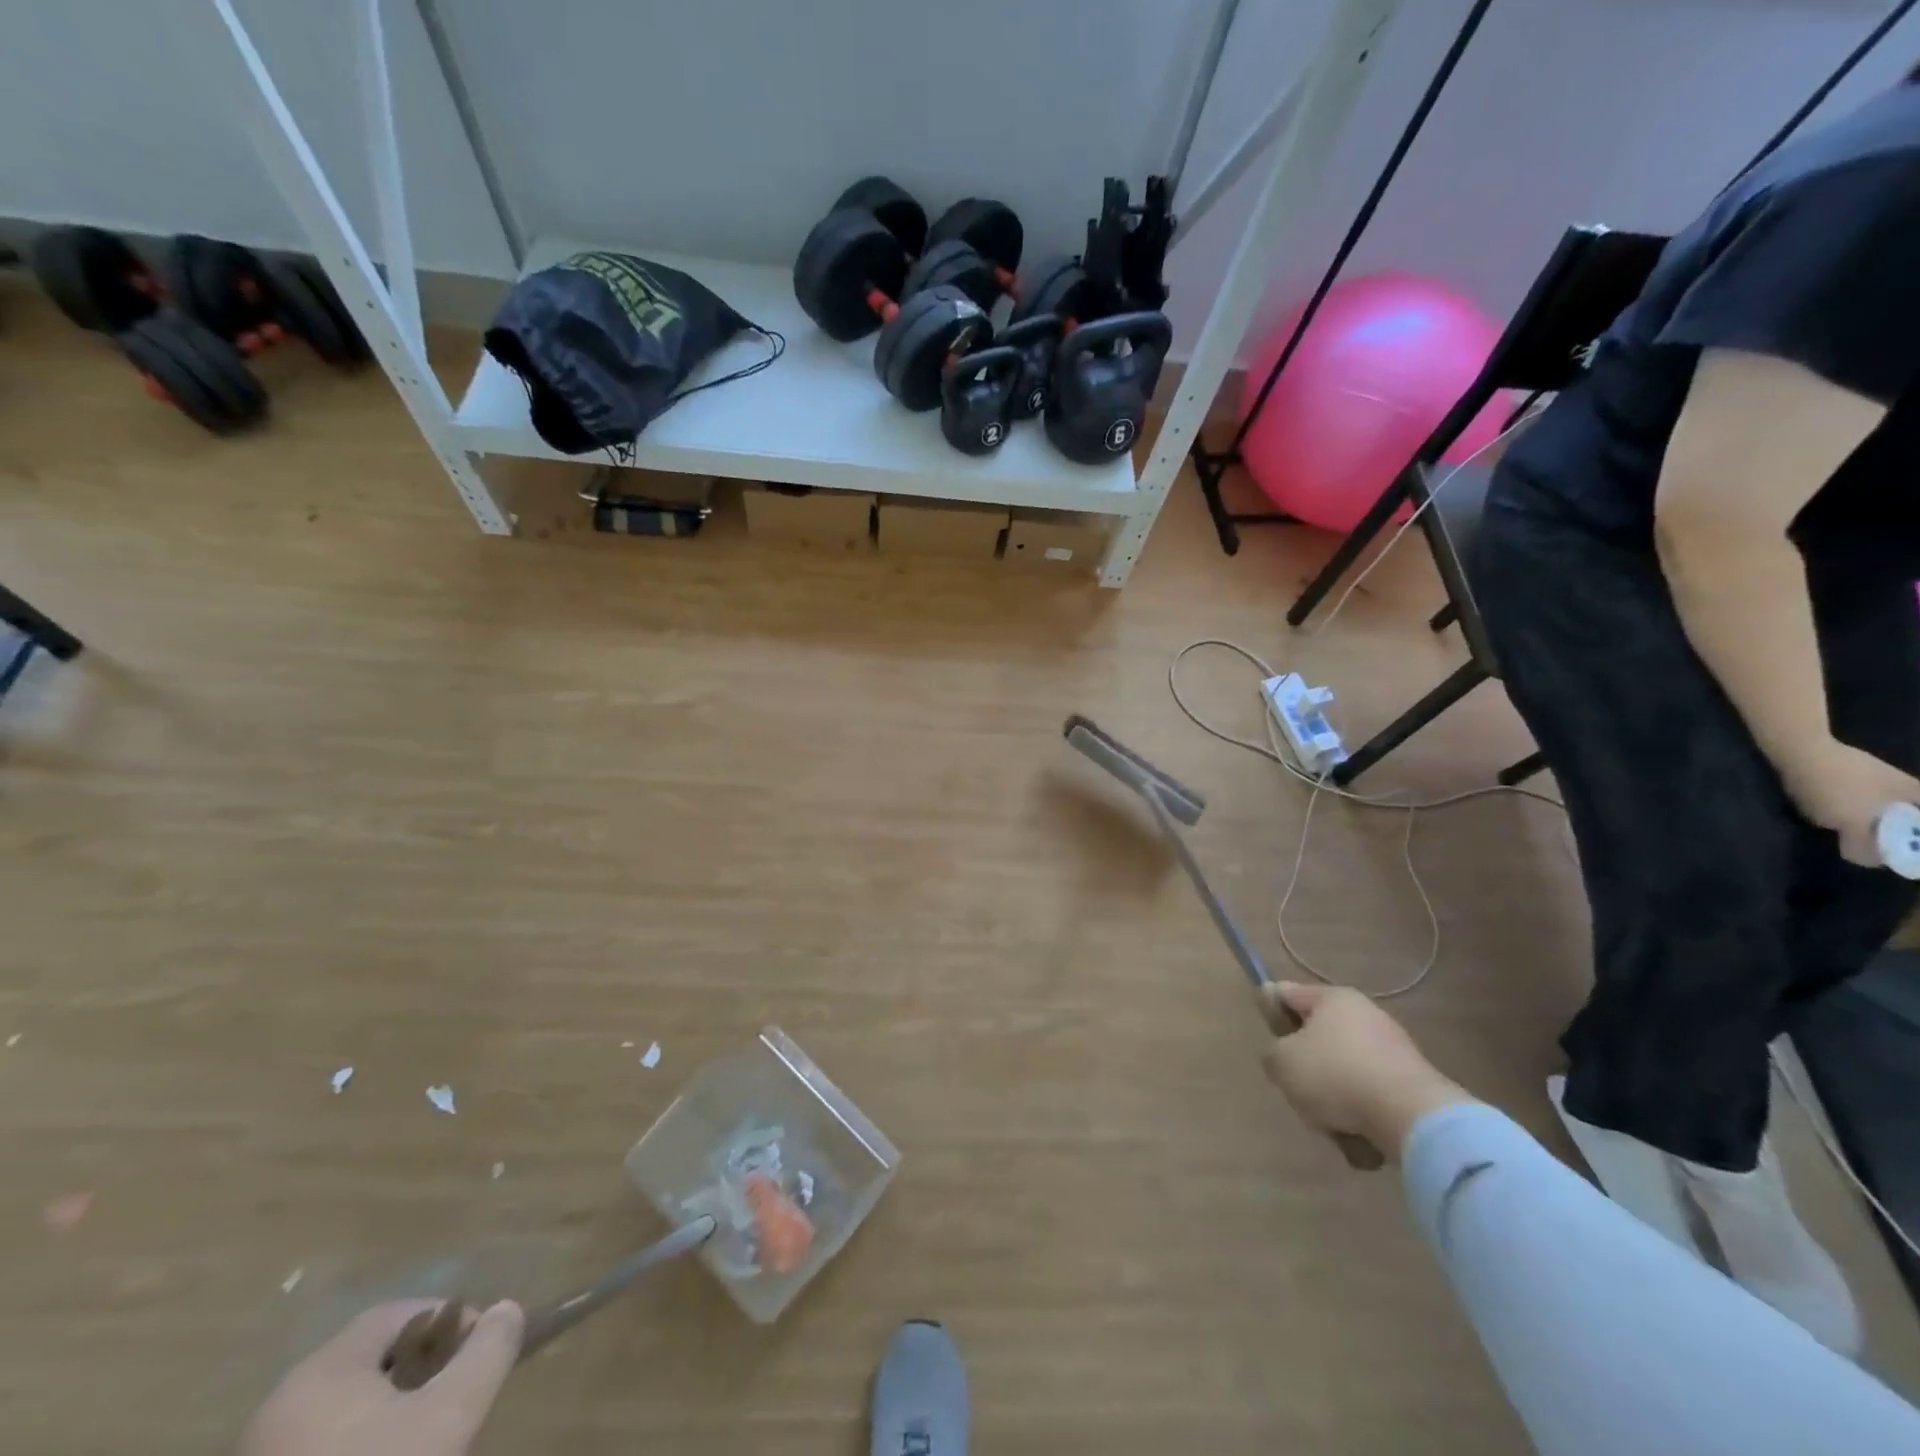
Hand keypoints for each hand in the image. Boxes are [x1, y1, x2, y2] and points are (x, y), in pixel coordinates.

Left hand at [239, 1300, 523, 1455]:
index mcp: (323, 1370)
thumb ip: (487, 1352)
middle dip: (421, 1367)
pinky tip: (386, 1455)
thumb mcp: (450, 1415)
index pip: (398, 1313)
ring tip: (422, 1435)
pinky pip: (319, 1443)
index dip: (448, 1320)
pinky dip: (357, 1442)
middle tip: (453, 1396)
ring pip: (344, 1406)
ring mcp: (262, 1451)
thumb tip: (507, 1310)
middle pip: (370, 1360)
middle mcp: (281, 1403)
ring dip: (390, 1408)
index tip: (477, 1353)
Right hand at [1260, 983, 1471, 1163]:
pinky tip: (1358, 1136)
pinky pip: (1370, 1096)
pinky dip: (1360, 1115)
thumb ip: (1271, 1052)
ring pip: (1342, 1071)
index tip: (1268, 1040)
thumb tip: (1283, 1054)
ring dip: (1332, 1098)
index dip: (1270, 1011)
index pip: (1287, 993)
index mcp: (1333, 998)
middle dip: (1305, 1067)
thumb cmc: (1336, 1076)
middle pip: (1316, 1037)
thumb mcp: (1282, 1062)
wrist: (1413, 1118)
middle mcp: (1364, 1014)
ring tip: (1331, 1124)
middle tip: (1298, 1089)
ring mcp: (1392, 1048)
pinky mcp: (1412, 1083)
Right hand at [1782, 739, 1919, 866]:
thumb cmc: (1854, 772)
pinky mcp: (1798, 798)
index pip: (1861, 856)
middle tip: (1889, 816)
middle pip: (1851, 837)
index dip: (1878, 857)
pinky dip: (1836, 803)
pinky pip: (1823, 808)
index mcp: (1853, 826)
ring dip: (1852, 814)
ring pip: (1837, 821)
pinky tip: (1844, 785)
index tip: (1895, 847)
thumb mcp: (1899, 782)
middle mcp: (1828, 824)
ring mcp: (1809, 811)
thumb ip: (1919, 798)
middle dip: (1871, 830)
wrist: (1802, 751)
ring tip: (1866, 796)